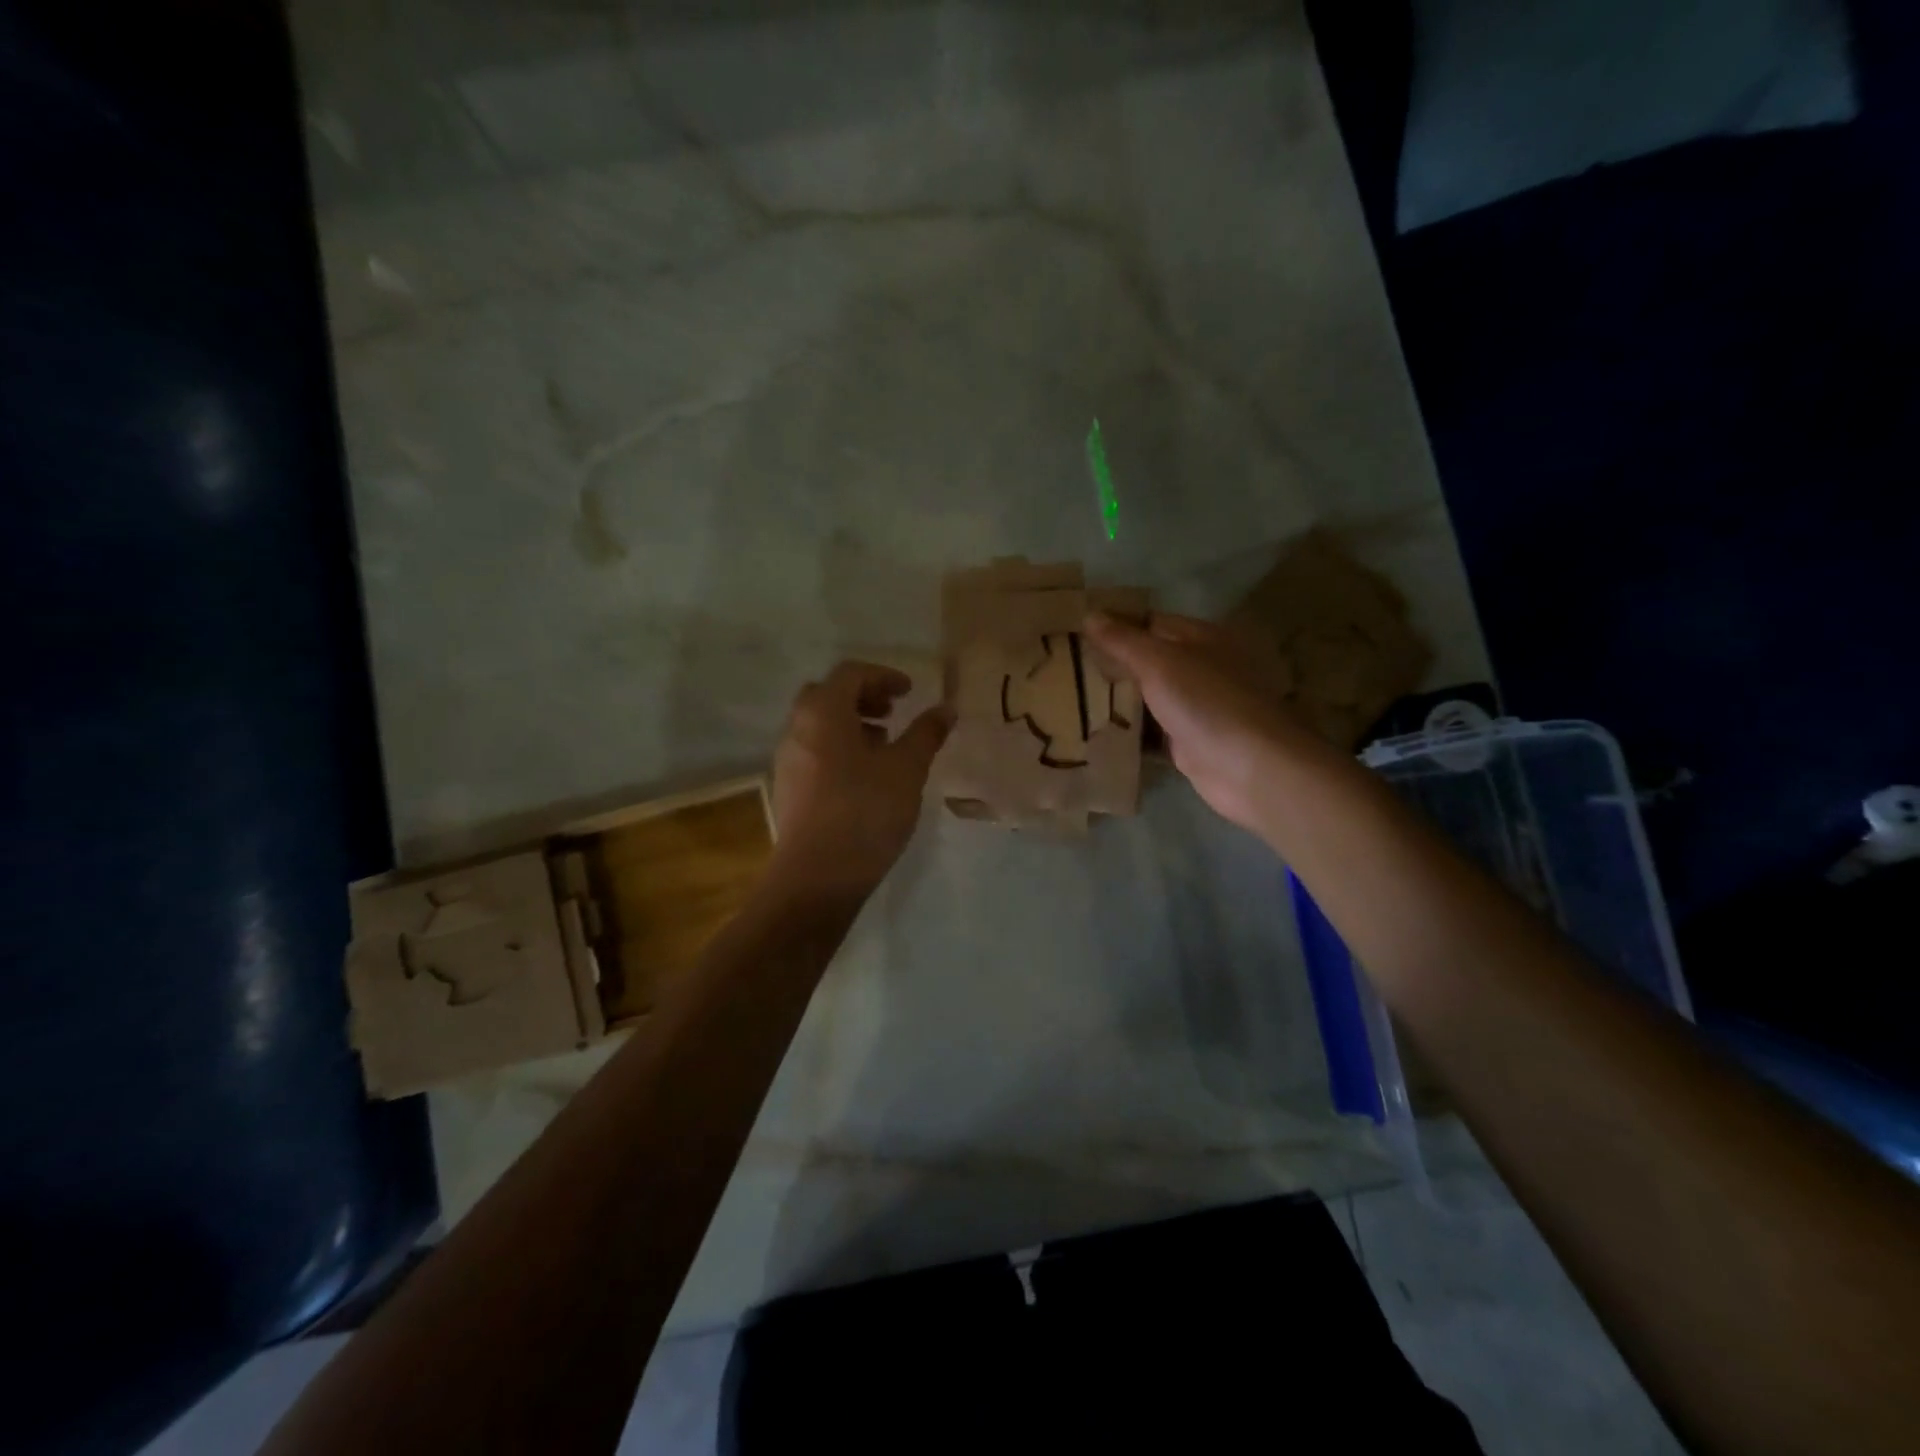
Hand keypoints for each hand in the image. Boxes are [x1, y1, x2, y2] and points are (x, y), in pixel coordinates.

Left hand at [769, 661, 953, 898]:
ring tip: (884, 744)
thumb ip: (926, 734)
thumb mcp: (907, 769)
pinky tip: (865, 776)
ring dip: (851, 724)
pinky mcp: (788, 789)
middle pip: (828, 695)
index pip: (851, 674)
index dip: (884, 676)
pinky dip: (839, 748)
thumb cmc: (865, 811)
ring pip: (819, 725)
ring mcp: (788, 760)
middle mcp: (797, 729)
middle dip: (863, 697)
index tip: (910, 692)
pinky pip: (814, 751)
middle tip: (892, 712)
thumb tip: (946, 708)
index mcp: (823, 712)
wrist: (816, 876)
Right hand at [1084, 611, 1325, 833]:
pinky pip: (1149, 732)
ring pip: (1146, 698)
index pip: (1149, 622)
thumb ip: (1123, 640)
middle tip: (1060, 666)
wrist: (1250, 768)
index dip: (1113, 624)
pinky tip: (1091, 733)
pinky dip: (1126, 733)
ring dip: (1114, 700)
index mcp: (1200, 638)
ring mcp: (1194, 708)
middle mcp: (1200, 668)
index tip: (1071, 631)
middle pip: (1146, 660)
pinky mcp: (1186, 743)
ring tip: (1064, 697)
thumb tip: (1090, 614)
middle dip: (1109, 664)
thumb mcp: (1160, 662)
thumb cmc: (1207, 702)